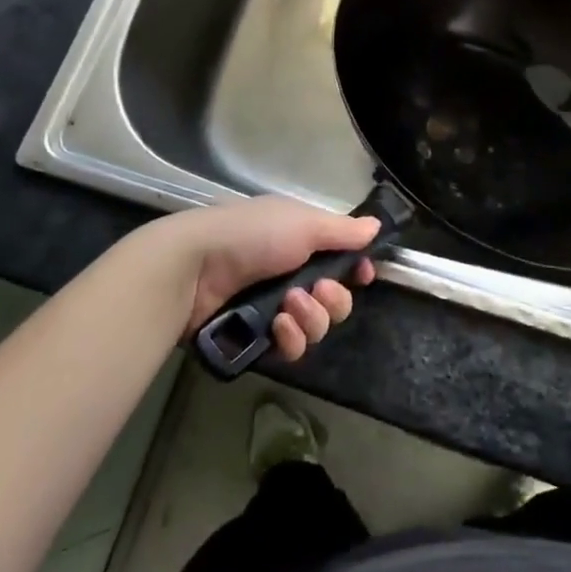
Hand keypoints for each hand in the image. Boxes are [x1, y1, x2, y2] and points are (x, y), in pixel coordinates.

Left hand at [155, 196, 379, 362]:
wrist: (194, 266)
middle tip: (318, 291)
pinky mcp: (256, 337)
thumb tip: (376, 226)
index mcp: (301, 240)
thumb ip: (343, 231)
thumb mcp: (304, 223)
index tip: (362, 275)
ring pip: (316, 327)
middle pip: (335, 300)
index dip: (355, 271)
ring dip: (311, 319)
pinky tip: (277, 327)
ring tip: (289, 307)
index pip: (340, 261)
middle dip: (335, 300)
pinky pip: (290, 348)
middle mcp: (291, 272)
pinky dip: (290, 338)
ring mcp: (272, 307)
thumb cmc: (252, 234)